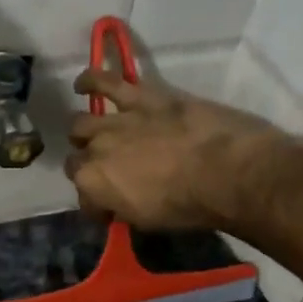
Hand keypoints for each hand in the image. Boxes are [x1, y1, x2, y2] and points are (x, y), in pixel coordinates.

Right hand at [64, 70, 289, 231]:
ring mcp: (115, 121)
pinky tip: (82, 85)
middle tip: (106, 168)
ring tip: (86, 130)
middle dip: (87, 166)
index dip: (96, 203)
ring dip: (82, 131)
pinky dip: (90, 80)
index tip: (111, 208)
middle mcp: (95, 151)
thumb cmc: (190, 205)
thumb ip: (122, 205)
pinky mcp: (140, 97)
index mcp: (94, 186)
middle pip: (76, 158)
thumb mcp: (148, 220)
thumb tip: (116, 202)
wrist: (226, 170)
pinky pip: (105, 81)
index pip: (83, 197)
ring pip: (80, 122)